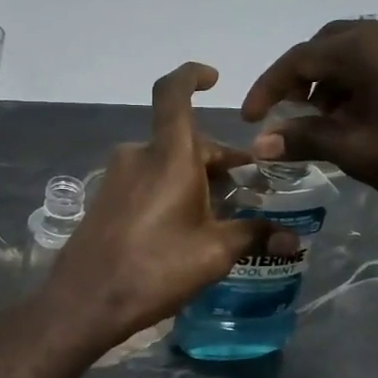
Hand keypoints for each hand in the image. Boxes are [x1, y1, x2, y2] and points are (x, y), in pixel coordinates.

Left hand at [43, 63, 282, 343]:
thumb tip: (293, 237)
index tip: (214, 78)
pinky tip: (187, 226)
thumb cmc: (155, 268)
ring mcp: (117, 177)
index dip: (192, 76)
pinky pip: (147, 180)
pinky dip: (171, 190)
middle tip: (247, 188)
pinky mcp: (106, 199)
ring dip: (196, 178)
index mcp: (168, 155)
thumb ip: (254, 235)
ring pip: (166, 163)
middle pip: (183, 139)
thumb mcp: (214, 252)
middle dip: (218, 158)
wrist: (85, 301)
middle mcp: (139, 155)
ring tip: (222, 214)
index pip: (173, 92)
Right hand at [242, 18, 377, 234]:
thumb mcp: (356, 152)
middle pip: (333, 44)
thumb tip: (259, 143)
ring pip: (364, 49)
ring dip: (335, 79)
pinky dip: (367, 79)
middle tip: (289, 116)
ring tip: (329, 121)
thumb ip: (303, 139)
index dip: (269, 87)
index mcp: (373, 45)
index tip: (251, 120)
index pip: (302, 56)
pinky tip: (368, 114)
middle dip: (303, 78)